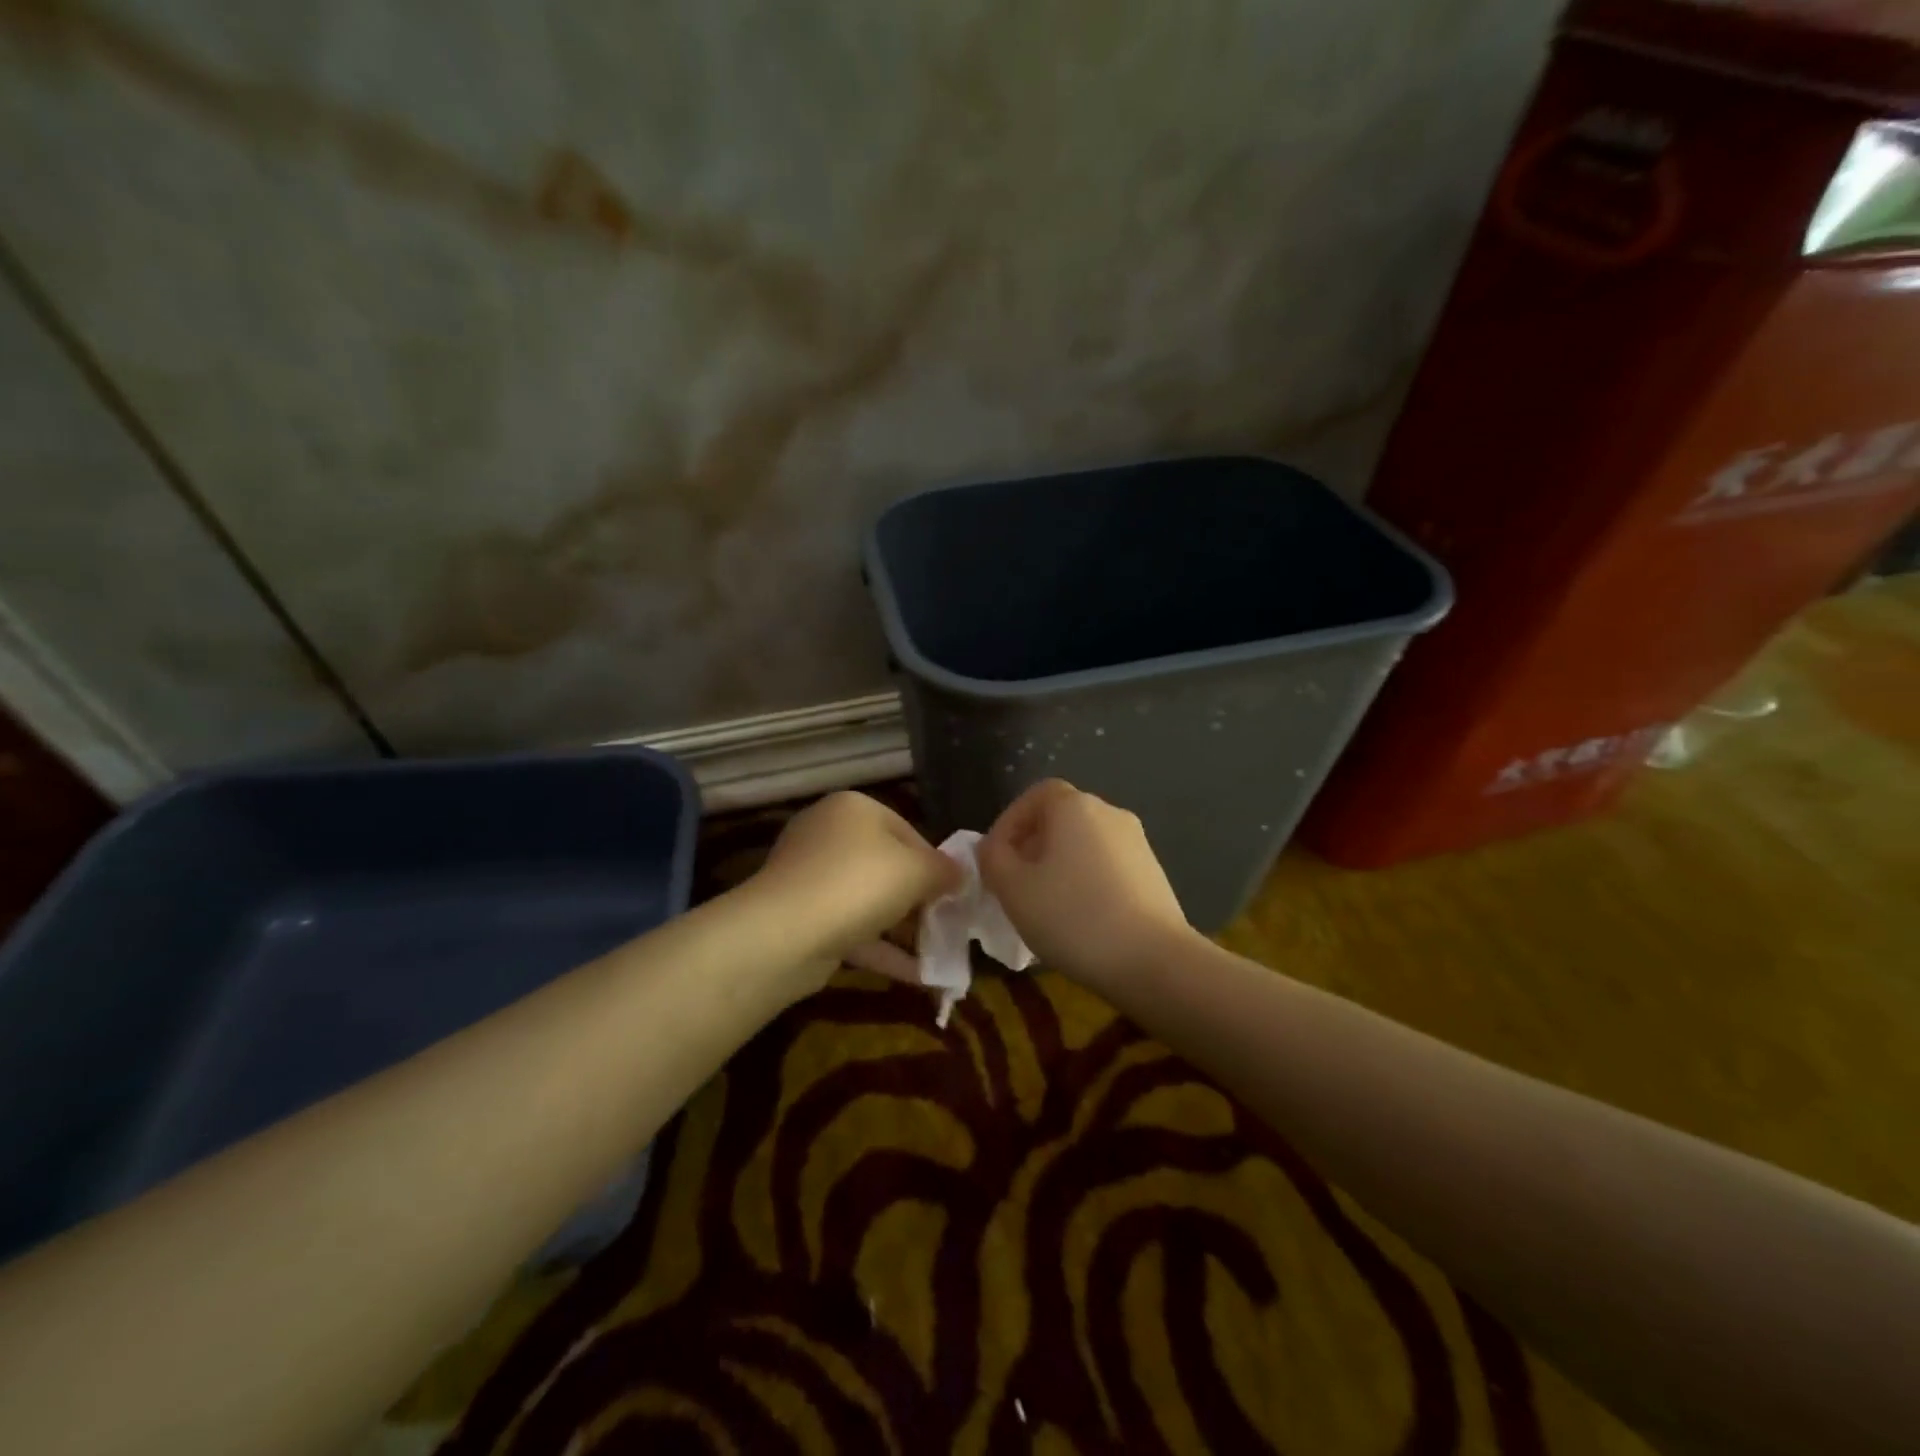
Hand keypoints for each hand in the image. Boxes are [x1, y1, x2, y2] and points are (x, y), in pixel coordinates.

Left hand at [751, 792, 957, 982]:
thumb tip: (960, 874)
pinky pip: (852, 929)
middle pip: (888, 867)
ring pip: (869, 901)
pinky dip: (883, 950)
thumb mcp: (917, 871)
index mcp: (854, 809)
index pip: (908, 832)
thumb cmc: (859, 884)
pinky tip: (918, 977)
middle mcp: (828, 834)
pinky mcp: (802, 917)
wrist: (785, 934)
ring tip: (939, 956)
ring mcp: (811, 877)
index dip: (936, 865)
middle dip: (920, 900)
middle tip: (948, 926)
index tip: (955, 895)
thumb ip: (945, 870)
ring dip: (904, 929)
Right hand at [978, 779, 1193, 993]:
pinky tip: (1078, 920)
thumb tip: (993, 848)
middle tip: (1013, 885)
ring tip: (1043, 906)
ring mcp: (1137, 843)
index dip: (1009, 822)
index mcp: (1075, 806)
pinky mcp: (1153, 874)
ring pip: (1083, 845)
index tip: (994, 858)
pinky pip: (1106, 866)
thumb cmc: (1073, 916)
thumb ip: (992, 859)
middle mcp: (1110, 813)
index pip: (1034, 795)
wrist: (1154, 961)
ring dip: (1058, 867)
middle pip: (1060, 819)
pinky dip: (1085, 882)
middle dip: (1031, 847)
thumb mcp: (1013, 889)